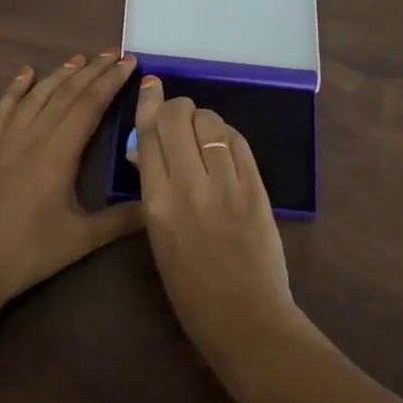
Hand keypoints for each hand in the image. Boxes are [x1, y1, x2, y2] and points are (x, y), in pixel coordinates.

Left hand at [0, 51, 143, 314]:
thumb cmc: (28, 254)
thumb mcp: (81, 240)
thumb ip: (121, 220)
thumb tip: (158, 204)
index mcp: (57, 154)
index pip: (89, 106)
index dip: (110, 82)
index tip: (128, 61)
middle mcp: (31, 138)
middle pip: (64, 95)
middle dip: (91, 72)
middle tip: (111, 53)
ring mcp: (4, 142)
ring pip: (35, 98)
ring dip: (58, 76)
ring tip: (78, 59)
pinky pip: (3, 111)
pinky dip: (14, 90)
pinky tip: (24, 74)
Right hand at [130, 75, 307, 395]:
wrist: (245, 319)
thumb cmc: (190, 289)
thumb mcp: (157, 237)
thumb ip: (152, 189)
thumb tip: (145, 150)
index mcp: (156, 202)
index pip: (148, 135)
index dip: (148, 103)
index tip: (150, 83)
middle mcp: (189, 185)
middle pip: (178, 118)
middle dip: (175, 106)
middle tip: (176, 115)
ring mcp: (226, 185)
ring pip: (210, 122)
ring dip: (202, 119)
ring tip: (201, 133)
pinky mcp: (256, 188)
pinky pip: (237, 142)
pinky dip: (226, 134)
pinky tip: (222, 143)